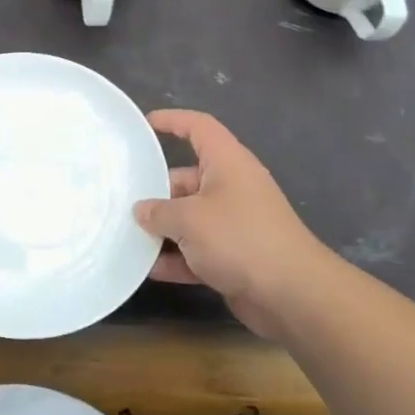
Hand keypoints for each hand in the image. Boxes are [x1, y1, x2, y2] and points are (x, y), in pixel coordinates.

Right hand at [133, 109, 339, 339]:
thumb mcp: (189, 219)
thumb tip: (141, 211)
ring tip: (127, 234)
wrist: (292, 294)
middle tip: (123, 199)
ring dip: (163, 228)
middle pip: (187, 178)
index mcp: (227, 163)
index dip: (172, 120)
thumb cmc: (239, 238)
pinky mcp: (235, 257)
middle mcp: (232, 187)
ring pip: (190, 217)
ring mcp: (235, 224)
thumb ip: (158, 212)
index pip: (199, 127)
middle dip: (156, 190)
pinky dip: (177, 258)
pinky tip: (148, 270)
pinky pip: (198, 251)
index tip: (144, 126)